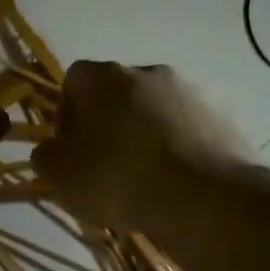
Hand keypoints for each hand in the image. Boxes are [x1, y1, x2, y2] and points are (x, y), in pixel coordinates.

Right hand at [33, 61, 252, 230]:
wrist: (205, 198)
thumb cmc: (121, 180)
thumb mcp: (64, 178)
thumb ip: (47, 158)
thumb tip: (49, 150)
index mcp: (106, 78)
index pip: (74, 79)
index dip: (67, 112)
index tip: (71, 147)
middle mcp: (149, 72)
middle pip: (118, 91)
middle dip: (108, 122)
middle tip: (106, 163)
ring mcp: (191, 91)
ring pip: (156, 108)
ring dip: (146, 132)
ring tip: (145, 176)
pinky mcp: (222, 115)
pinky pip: (188, 126)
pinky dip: (179, 145)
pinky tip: (177, 179)